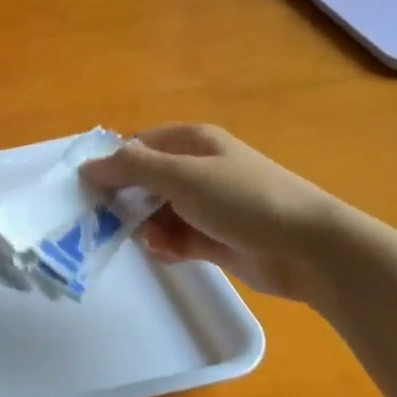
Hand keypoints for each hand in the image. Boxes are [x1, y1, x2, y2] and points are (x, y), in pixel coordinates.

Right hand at [80, 123, 350, 302]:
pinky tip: (171, 255)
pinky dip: (168, 246)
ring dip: (148, 228)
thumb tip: (88, 165)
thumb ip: (131, 167)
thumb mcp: (181, 175)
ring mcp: (207, 205)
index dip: (113, 165)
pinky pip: (176, 238)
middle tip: (110, 223)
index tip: (91, 192)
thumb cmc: (243, 200)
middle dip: (127, 202)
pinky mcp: (215, 238)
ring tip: (155, 243)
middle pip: (145, 181)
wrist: (309, 249)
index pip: (137, 145)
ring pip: (157, 213)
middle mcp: (198, 169)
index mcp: (191, 142)